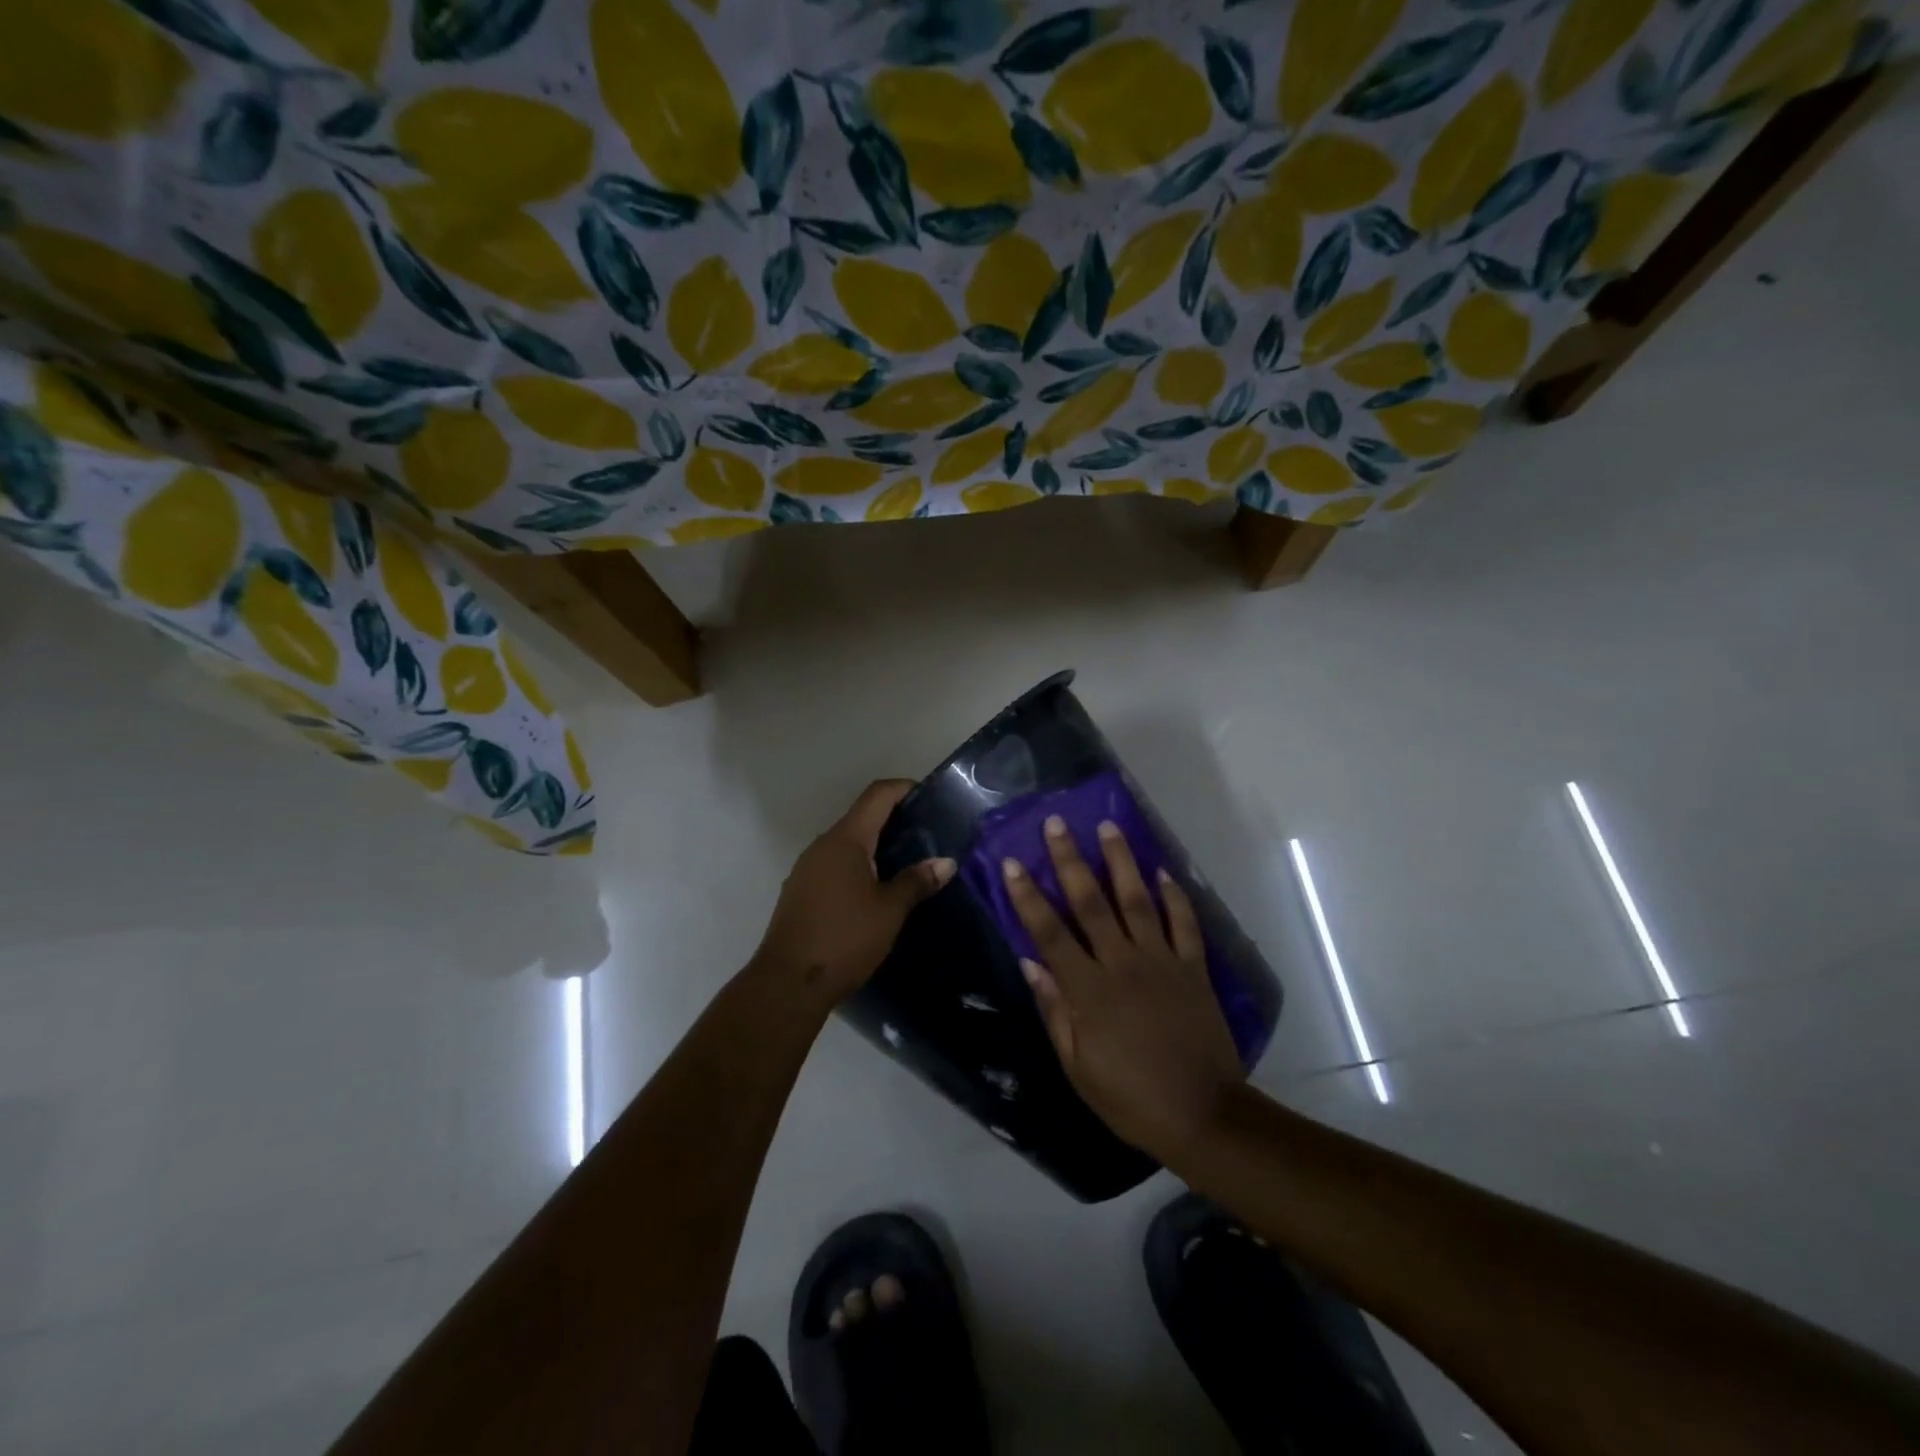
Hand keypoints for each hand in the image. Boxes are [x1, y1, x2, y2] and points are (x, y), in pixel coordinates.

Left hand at [755, 780, 954, 1007]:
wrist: (788, 983)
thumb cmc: (844, 939)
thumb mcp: (889, 911)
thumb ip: (916, 881)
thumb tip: (945, 862)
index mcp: (845, 840)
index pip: (876, 796)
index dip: (904, 788)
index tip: (930, 796)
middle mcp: (822, 845)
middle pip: (861, 817)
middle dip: (894, 820)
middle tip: (928, 834)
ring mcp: (807, 869)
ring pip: (847, 844)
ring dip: (876, 846)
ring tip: (908, 863)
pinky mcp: (801, 892)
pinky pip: (835, 865)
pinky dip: (859, 866)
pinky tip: (877, 889)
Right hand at [1003, 815, 1243, 1163]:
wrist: (1204, 1115)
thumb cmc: (1131, 1098)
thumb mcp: (1078, 1067)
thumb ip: (1054, 1010)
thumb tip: (1029, 963)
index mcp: (1089, 990)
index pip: (1050, 933)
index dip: (1029, 897)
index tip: (1013, 863)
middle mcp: (1123, 964)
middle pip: (1091, 903)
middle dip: (1070, 861)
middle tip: (1057, 823)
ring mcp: (1162, 962)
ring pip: (1138, 901)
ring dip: (1121, 862)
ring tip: (1108, 826)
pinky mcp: (1194, 968)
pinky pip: (1184, 923)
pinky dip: (1175, 896)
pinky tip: (1163, 872)